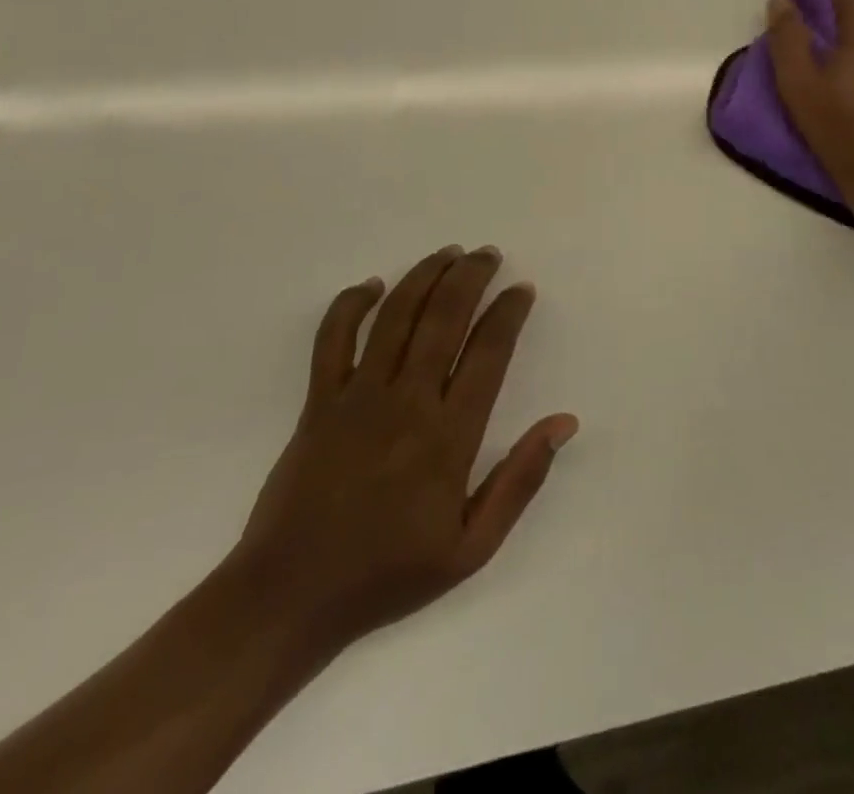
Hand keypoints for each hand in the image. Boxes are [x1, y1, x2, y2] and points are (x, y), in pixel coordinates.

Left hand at [229, 245, 576, 655]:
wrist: (289, 599)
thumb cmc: (388, 574)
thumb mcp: (472, 549)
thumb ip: (520, 480)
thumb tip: (564, 422)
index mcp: (448, 437)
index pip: (489, 352)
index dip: (508, 313)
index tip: (522, 290)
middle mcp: (406, 403)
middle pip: (444, 318)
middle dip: (470, 277)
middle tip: (488, 254)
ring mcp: (357, 398)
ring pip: (395, 316)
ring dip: (424, 276)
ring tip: (448, 254)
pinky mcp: (317, 403)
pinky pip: (332, 339)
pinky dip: (350, 304)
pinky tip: (372, 284)